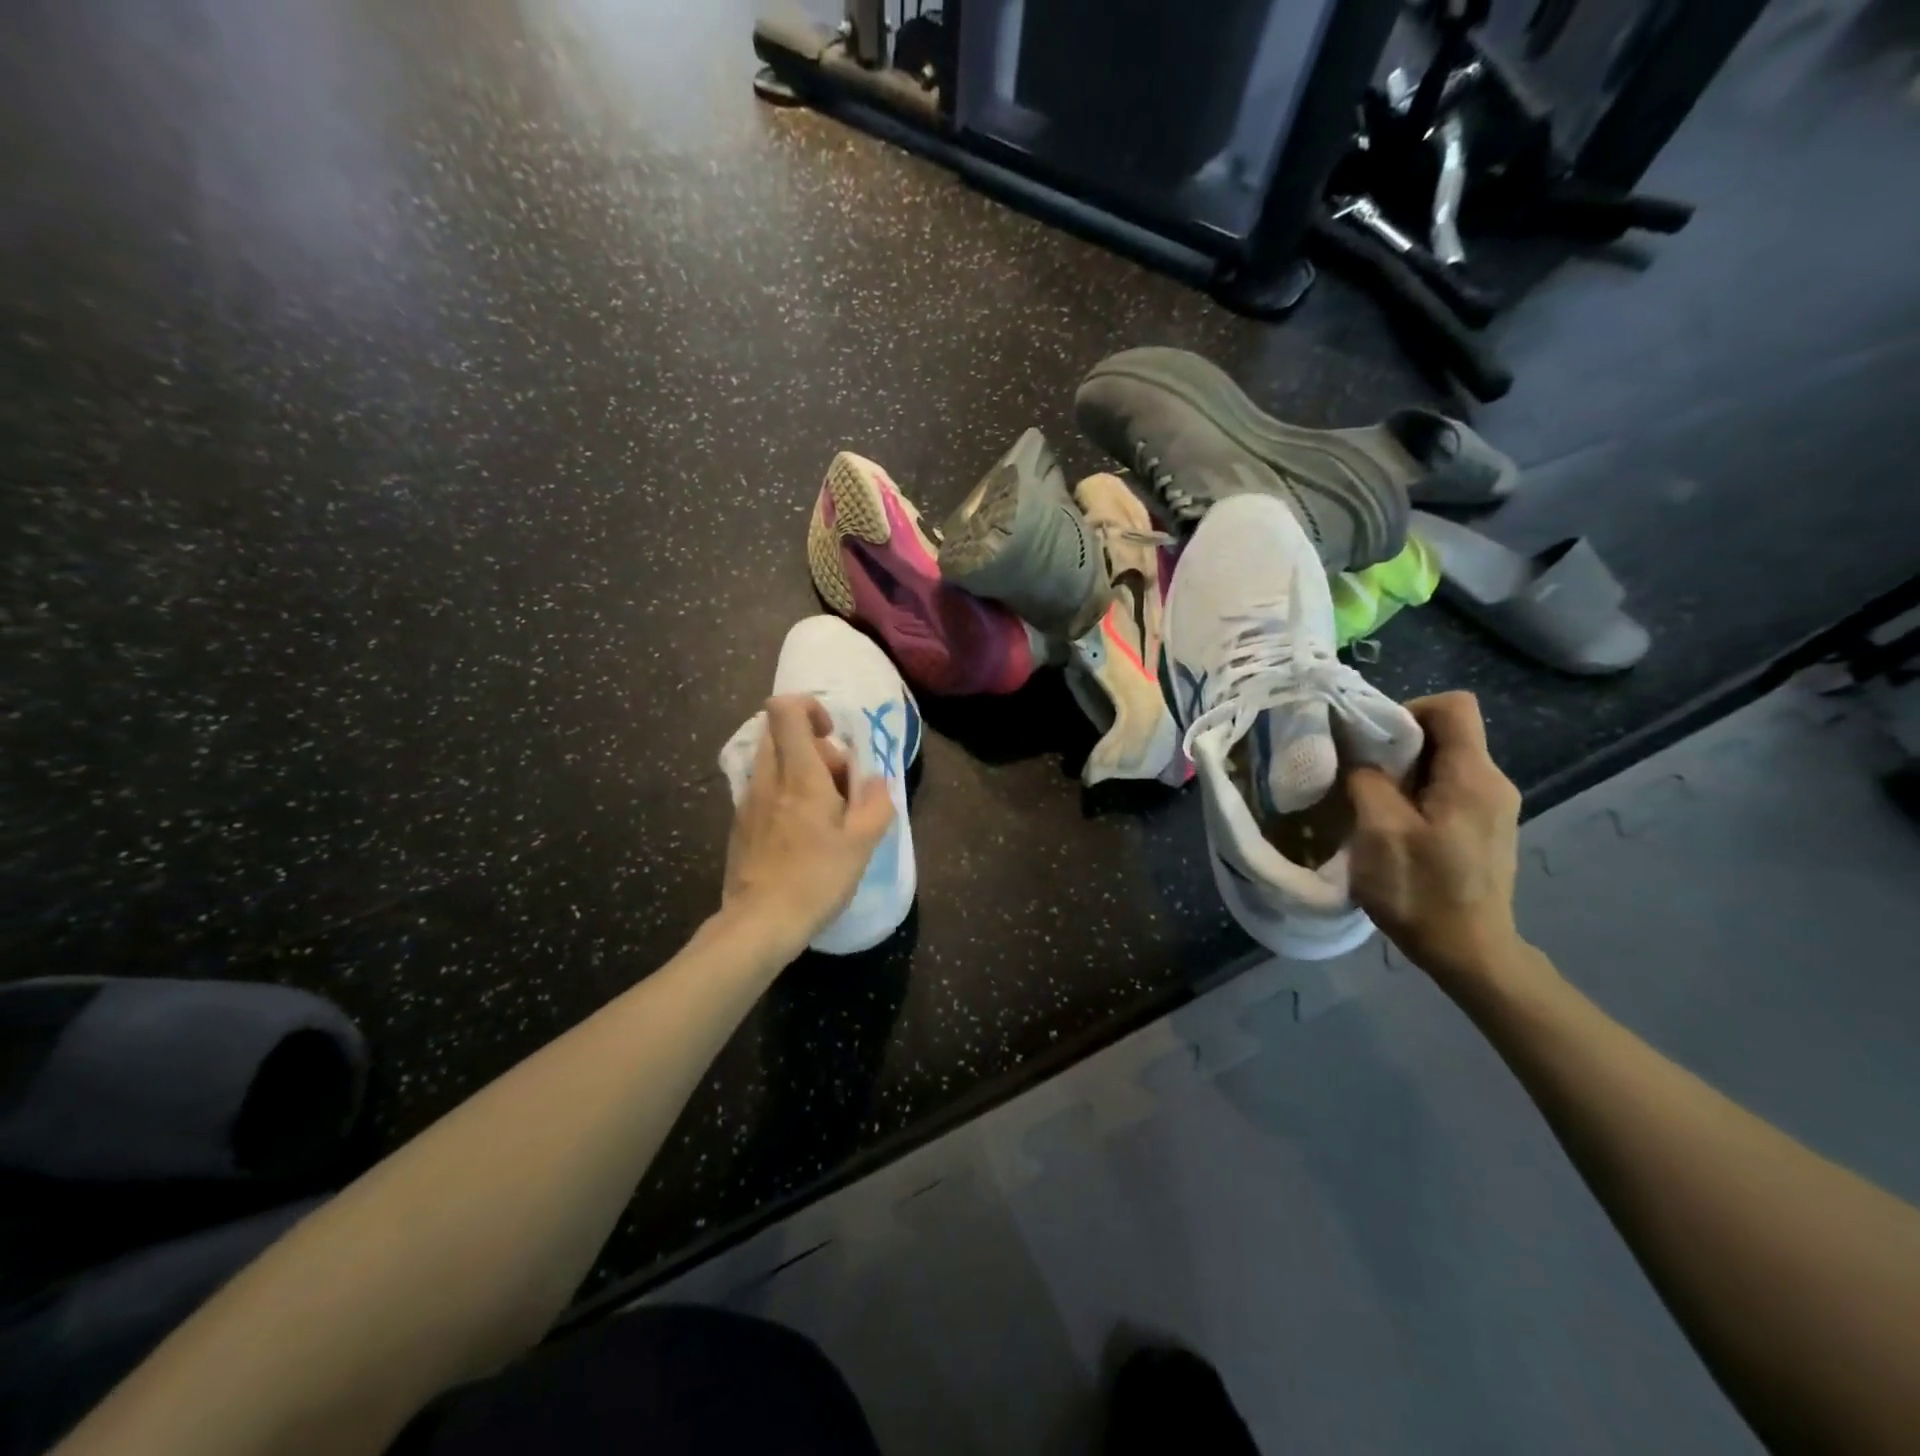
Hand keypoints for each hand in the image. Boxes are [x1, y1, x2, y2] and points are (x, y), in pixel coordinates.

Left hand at [722, 695, 895, 952]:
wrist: (760, 923)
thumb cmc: (816, 879)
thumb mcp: (861, 844)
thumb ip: (875, 804)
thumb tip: (877, 780)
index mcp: (799, 775)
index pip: (785, 709)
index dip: (810, 707)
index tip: (832, 734)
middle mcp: (768, 778)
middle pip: (779, 731)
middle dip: (813, 744)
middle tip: (836, 781)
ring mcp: (748, 799)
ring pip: (772, 760)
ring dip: (799, 769)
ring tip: (822, 810)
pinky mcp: (739, 822)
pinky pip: (764, 787)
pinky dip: (784, 793)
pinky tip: (801, 831)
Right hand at [1347, 692, 1528, 991]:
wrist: (1470, 953)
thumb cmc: (1422, 891)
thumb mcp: (1380, 832)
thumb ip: (1367, 781)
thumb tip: (1359, 756)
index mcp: (1473, 776)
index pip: (1453, 706)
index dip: (1408, 710)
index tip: (1372, 741)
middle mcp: (1493, 782)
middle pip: (1446, 734)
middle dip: (1397, 744)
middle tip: (1359, 774)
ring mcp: (1493, 808)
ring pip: (1444, 763)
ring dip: (1404, 772)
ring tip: (1370, 802)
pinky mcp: (1485, 829)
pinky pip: (1449, 789)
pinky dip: (1417, 794)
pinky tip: (1393, 825)